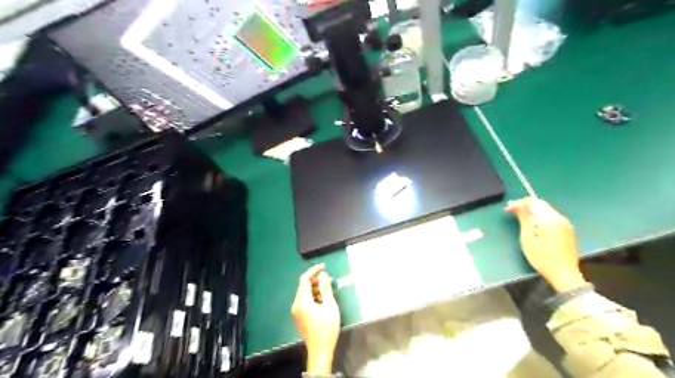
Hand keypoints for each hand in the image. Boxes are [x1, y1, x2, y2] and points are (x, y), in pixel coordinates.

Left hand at [291, 264, 339, 372]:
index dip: (313, 270)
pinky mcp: (299, 315)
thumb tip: (323, 274)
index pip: (304, 279)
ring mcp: (296, 310)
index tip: (324, 266)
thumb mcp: (330, 306)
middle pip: (304, 286)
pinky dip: (313, 296)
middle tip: (329, 279)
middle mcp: (296, 304)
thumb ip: (325, 289)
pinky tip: (323, 299)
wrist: (320, 350)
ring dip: (315, 288)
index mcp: (302, 301)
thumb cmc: (327, 328)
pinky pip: (305, 300)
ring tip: (329, 289)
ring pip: (305, 293)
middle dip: (316, 280)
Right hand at [506, 196, 585, 293]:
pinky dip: (540, 217)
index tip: (507, 209)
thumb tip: (517, 206)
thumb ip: (524, 219)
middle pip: (541, 204)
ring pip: (546, 210)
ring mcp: (565, 224)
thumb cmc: (542, 257)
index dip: (518, 203)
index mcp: (549, 218)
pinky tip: (534, 225)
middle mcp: (559, 218)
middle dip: (525, 205)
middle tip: (512, 211)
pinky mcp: (567, 230)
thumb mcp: (527, 238)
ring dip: (533, 211)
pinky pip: (552, 217)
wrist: (564, 274)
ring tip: (521, 218)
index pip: (532, 202)